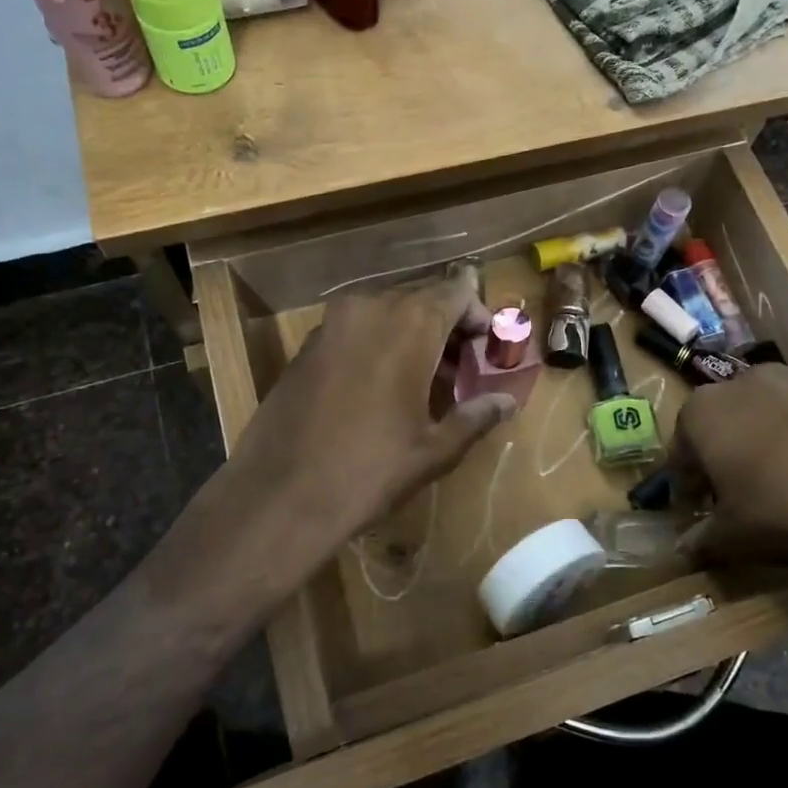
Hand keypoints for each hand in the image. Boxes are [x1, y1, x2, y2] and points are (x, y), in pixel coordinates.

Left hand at [220, 272, 518, 557]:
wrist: (280, 495)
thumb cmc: (370, 470)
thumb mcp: (434, 449)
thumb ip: (475, 416)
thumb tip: (507, 402)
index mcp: (409, 323)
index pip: (457, 291)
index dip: (478, 314)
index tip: (487, 347)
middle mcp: (369, 308)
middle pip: (421, 299)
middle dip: (447, 327)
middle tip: (463, 369)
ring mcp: (331, 324)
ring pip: (386, 313)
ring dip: (412, 336)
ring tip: (427, 382)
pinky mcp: (306, 346)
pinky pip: (356, 329)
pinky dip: (379, 344)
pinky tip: (383, 388)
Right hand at [672, 366, 787, 621]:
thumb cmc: (779, 513)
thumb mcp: (729, 537)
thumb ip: (701, 539)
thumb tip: (685, 549)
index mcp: (705, 411)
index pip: (681, 449)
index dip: (686, 482)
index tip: (695, 508)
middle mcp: (750, 382)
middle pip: (730, 419)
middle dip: (731, 451)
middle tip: (741, 493)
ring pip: (780, 412)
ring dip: (778, 439)